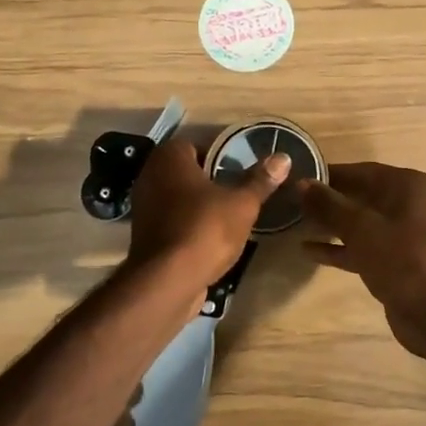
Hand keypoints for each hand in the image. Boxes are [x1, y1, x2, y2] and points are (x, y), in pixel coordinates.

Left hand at [125, 138, 291, 293]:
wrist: (167, 281)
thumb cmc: (206, 229)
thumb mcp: (242, 204)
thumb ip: (260, 180)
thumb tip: (282, 157)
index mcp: (170, 158)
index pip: (195, 145)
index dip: (218, 155)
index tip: (238, 170)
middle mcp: (150, 175)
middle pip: (185, 171)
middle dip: (208, 180)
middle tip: (236, 192)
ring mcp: (143, 206)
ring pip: (176, 196)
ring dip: (196, 204)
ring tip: (226, 215)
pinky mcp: (143, 235)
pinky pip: (170, 220)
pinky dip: (186, 224)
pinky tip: (208, 238)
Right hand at [300, 163, 425, 357]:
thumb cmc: (404, 259)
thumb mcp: (361, 228)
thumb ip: (330, 205)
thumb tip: (301, 183)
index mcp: (409, 186)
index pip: (362, 171)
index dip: (330, 174)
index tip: (298, 176)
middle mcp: (409, 205)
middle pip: (361, 196)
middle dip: (328, 200)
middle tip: (292, 201)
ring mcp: (405, 235)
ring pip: (361, 223)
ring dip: (331, 225)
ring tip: (296, 223)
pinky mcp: (397, 262)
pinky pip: (364, 247)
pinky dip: (340, 248)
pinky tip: (309, 251)